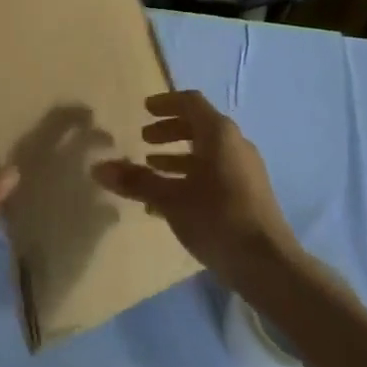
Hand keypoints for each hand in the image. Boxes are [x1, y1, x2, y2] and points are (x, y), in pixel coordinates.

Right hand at [94, 90, 299, 286]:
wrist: (268, 263)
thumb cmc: (217, 218)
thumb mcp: (171, 199)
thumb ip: (136, 181)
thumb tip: (98, 168)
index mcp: (219, 134)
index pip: (190, 102)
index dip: (165, 103)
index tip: (144, 109)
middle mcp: (235, 144)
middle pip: (199, 125)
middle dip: (170, 129)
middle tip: (144, 139)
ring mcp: (245, 169)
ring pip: (206, 151)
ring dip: (178, 154)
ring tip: (152, 167)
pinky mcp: (249, 193)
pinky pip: (215, 171)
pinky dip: (191, 174)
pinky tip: (171, 198)